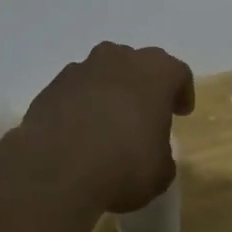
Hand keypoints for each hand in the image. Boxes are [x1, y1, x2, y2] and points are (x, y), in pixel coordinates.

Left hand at [18, 43, 195, 213]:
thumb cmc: (123, 165)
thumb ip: (160, 152)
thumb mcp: (160, 171)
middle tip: (144, 114)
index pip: (176, 72)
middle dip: (142, 85)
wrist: (57, 170)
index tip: (180, 113)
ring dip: (108, 92)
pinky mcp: (50, 87)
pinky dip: (80, 105)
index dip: (181, 92)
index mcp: (153, 72)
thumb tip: (150, 151)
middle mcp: (116, 60)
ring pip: (101, 73)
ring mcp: (78, 70)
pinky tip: (78, 132)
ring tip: (107, 123)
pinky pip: (74, 91)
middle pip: (135, 64)